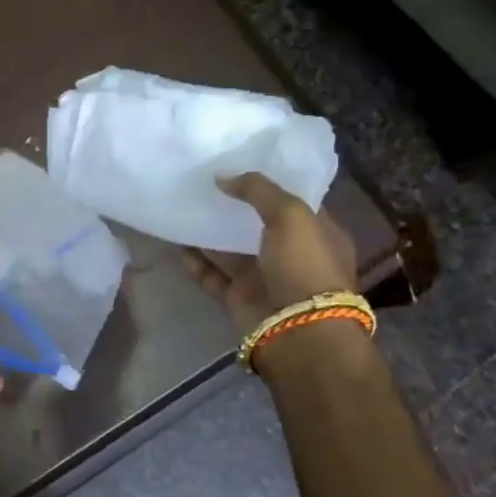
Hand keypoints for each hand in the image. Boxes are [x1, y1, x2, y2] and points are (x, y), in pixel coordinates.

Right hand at [182, 173, 356, 330]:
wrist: (297, 331)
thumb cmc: (305, 266)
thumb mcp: (291, 215)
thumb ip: (258, 189)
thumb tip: (222, 177)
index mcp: (319, 234)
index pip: (293, 203)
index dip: (268, 185)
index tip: (238, 165)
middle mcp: (292, 256)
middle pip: (257, 225)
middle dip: (233, 206)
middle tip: (203, 183)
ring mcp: (264, 279)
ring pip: (231, 250)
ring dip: (210, 233)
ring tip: (183, 207)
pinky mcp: (239, 298)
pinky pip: (212, 275)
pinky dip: (196, 261)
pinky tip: (177, 242)